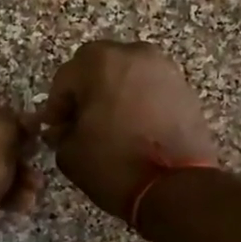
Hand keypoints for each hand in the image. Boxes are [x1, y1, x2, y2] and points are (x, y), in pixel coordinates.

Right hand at [38, 41, 218, 219]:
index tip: (55, 129)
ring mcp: (165, 69)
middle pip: (99, 67)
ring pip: (128, 75)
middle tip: (80, 123)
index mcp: (100, 62)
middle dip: (86, 92)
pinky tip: (135, 129)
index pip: (65, 78)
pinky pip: (151, 88)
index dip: (56, 106)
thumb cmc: (115, 165)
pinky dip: (139, 102)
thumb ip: (60, 133)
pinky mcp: (185, 89)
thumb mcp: (70, 153)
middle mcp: (134, 54)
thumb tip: (63, 129)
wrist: (177, 187)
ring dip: (114, 94)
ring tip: (110, 126)